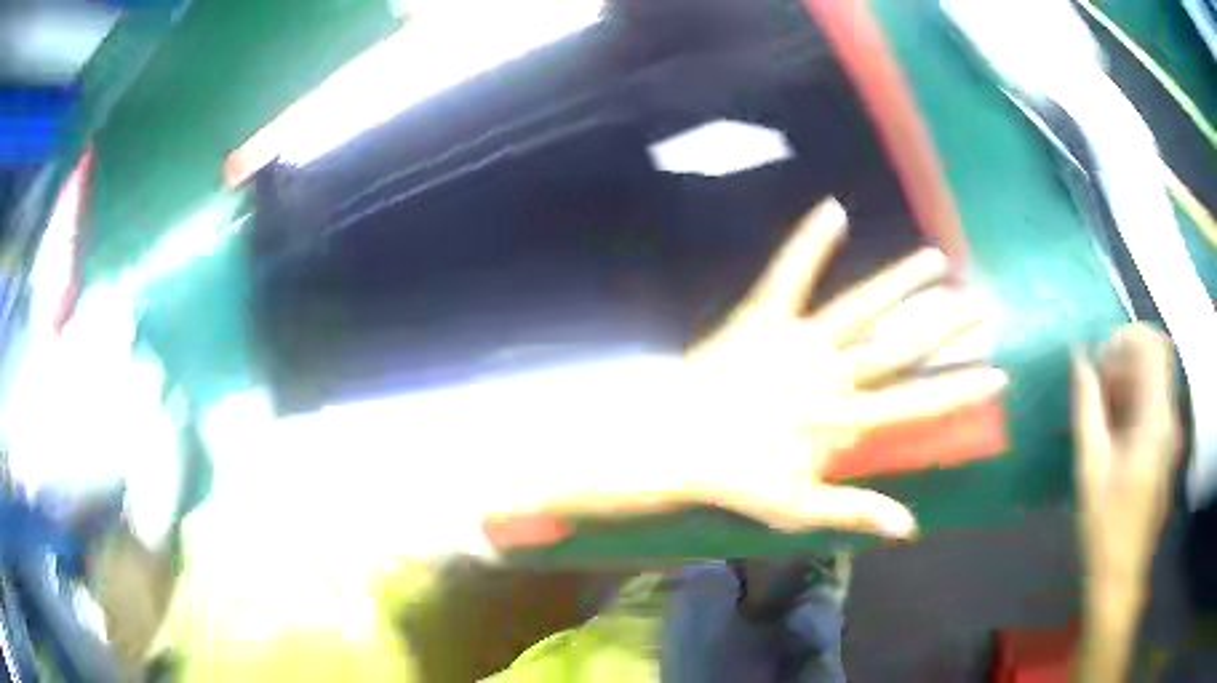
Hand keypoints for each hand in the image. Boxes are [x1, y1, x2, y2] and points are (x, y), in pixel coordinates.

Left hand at [677, 198, 1005, 538]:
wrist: (678, 443)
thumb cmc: (738, 478)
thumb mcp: (800, 508)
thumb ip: (857, 511)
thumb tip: (910, 528)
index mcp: (843, 420)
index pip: (917, 403)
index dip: (960, 390)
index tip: (997, 373)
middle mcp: (831, 373)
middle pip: (900, 346)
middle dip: (945, 325)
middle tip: (980, 304)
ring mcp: (799, 340)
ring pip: (862, 305)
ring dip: (901, 281)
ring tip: (935, 259)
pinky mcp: (765, 316)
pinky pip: (791, 273)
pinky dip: (811, 242)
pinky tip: (833, 210)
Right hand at [1073, 324, 1179, 589]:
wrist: (1121, 574)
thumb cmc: (1105, 526)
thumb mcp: (1091, 467)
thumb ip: (1087, 408)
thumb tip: (1080, 359)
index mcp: (1157, 419)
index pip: (1154, 345)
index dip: (1127, 338)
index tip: (1100, 358)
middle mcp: (1169, 418)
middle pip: (1155, 360)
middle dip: (1124, 359)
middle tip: (1095, 383)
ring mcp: (1170, 433)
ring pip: (1154, 381)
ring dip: (1127, 380)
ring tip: (1099, 406)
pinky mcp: (1165, 447)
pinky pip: (1153, 405)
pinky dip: (1133, 402)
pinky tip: (1111, 428)